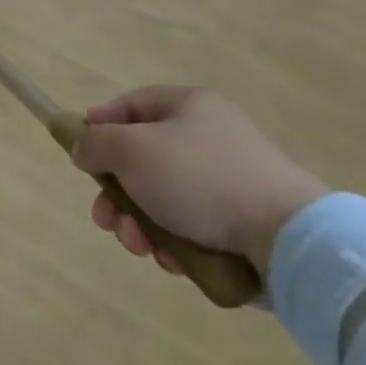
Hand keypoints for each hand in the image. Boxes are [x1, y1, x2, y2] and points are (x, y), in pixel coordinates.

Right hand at [73, 87, 327, 278]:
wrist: (286, 237)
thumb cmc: (199, 178)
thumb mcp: (130, 149)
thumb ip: (94, 143)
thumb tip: (83, 149)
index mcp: (188, 107)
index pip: (130, 104)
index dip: (99, 124)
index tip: (79, 152)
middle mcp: (208, 137)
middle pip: (141, 159)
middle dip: (115, 194)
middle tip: (105, 219)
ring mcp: (227, 181)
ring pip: (160, 199)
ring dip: (139, 224)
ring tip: (140, 246)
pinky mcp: (241, 222)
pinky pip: (190, 226)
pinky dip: (172, 243)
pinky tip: (172, 260)